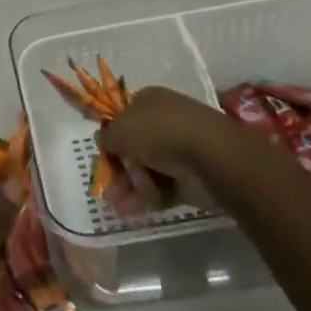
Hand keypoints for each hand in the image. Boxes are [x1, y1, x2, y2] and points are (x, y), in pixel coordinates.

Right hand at [97, 85, 270, 207]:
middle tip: (108, 187)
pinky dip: (146, 198)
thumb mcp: (122, 130)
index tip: (104, 156)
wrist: (209, 156)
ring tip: (117, 205)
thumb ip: (108, 136)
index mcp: (148, 101)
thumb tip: (102, 140)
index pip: (124, 117)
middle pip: (134, 146)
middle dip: (119, 168)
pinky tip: (132, 210)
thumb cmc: (159, 132)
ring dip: (129, 187)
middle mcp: (163, 121)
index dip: (112, 137)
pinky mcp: (189, 176)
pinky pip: (161, 187)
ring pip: (146, 169)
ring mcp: (177, 149)